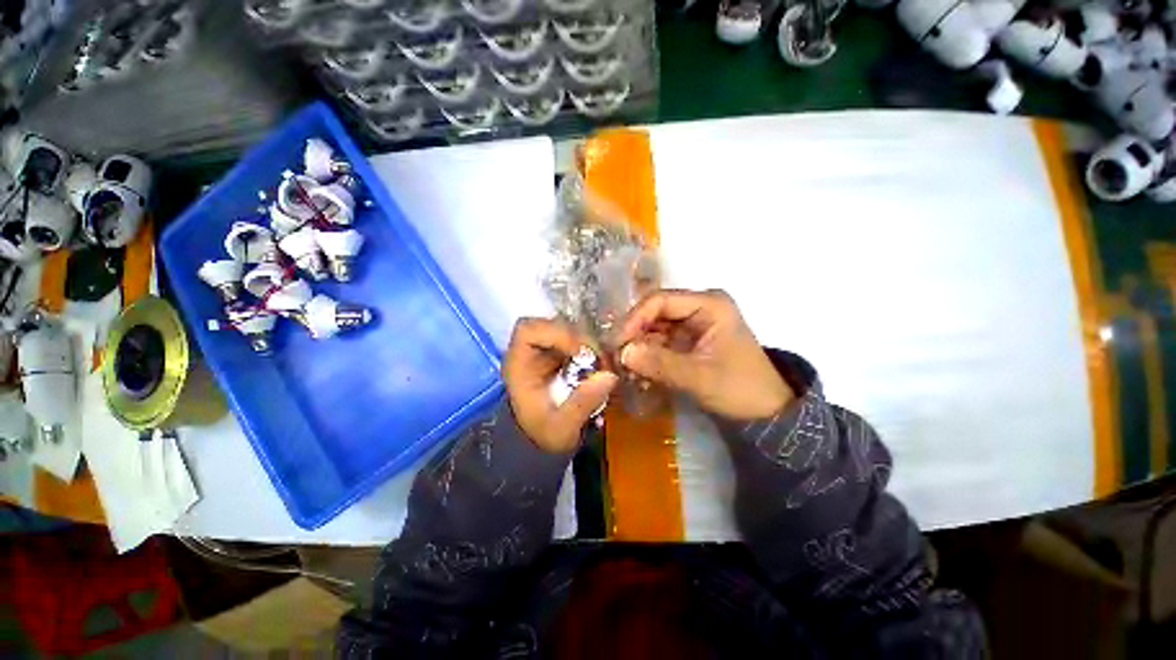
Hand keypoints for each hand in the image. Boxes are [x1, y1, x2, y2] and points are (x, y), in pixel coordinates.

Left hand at [503, 318, 618, 452]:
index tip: (581, 352)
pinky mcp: (560, 353)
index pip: (529, 330)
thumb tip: (609, 376)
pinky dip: (592, 348)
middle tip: (601, 360)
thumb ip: (582, 404)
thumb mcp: (561, 428)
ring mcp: (546, 350)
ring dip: (589, 343)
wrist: (539, 442)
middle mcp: (530, 351)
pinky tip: (602, 365)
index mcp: (519, 364)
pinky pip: (578, 339)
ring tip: (604, 364)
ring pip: (569, 329)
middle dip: (580, 339)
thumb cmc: (542, 435)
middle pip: (554, 324)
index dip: (556, 333)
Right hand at [617, 289, 792, 420]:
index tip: (617, 342)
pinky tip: (636, 370)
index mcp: (709, 304)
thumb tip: (623, 353)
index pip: (661, 300)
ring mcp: (693, 324)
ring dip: (638, 346)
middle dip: (634, 333)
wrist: (766, 413)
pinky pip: (660, 342)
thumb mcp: (700, 377)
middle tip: (614, 355)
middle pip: (655, 312)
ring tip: (621, 366)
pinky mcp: (688, 341)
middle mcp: (699, 308)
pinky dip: (647, 355)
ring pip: (654, 328)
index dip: (635, 318)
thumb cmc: (740, 389)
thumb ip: (661, 363)